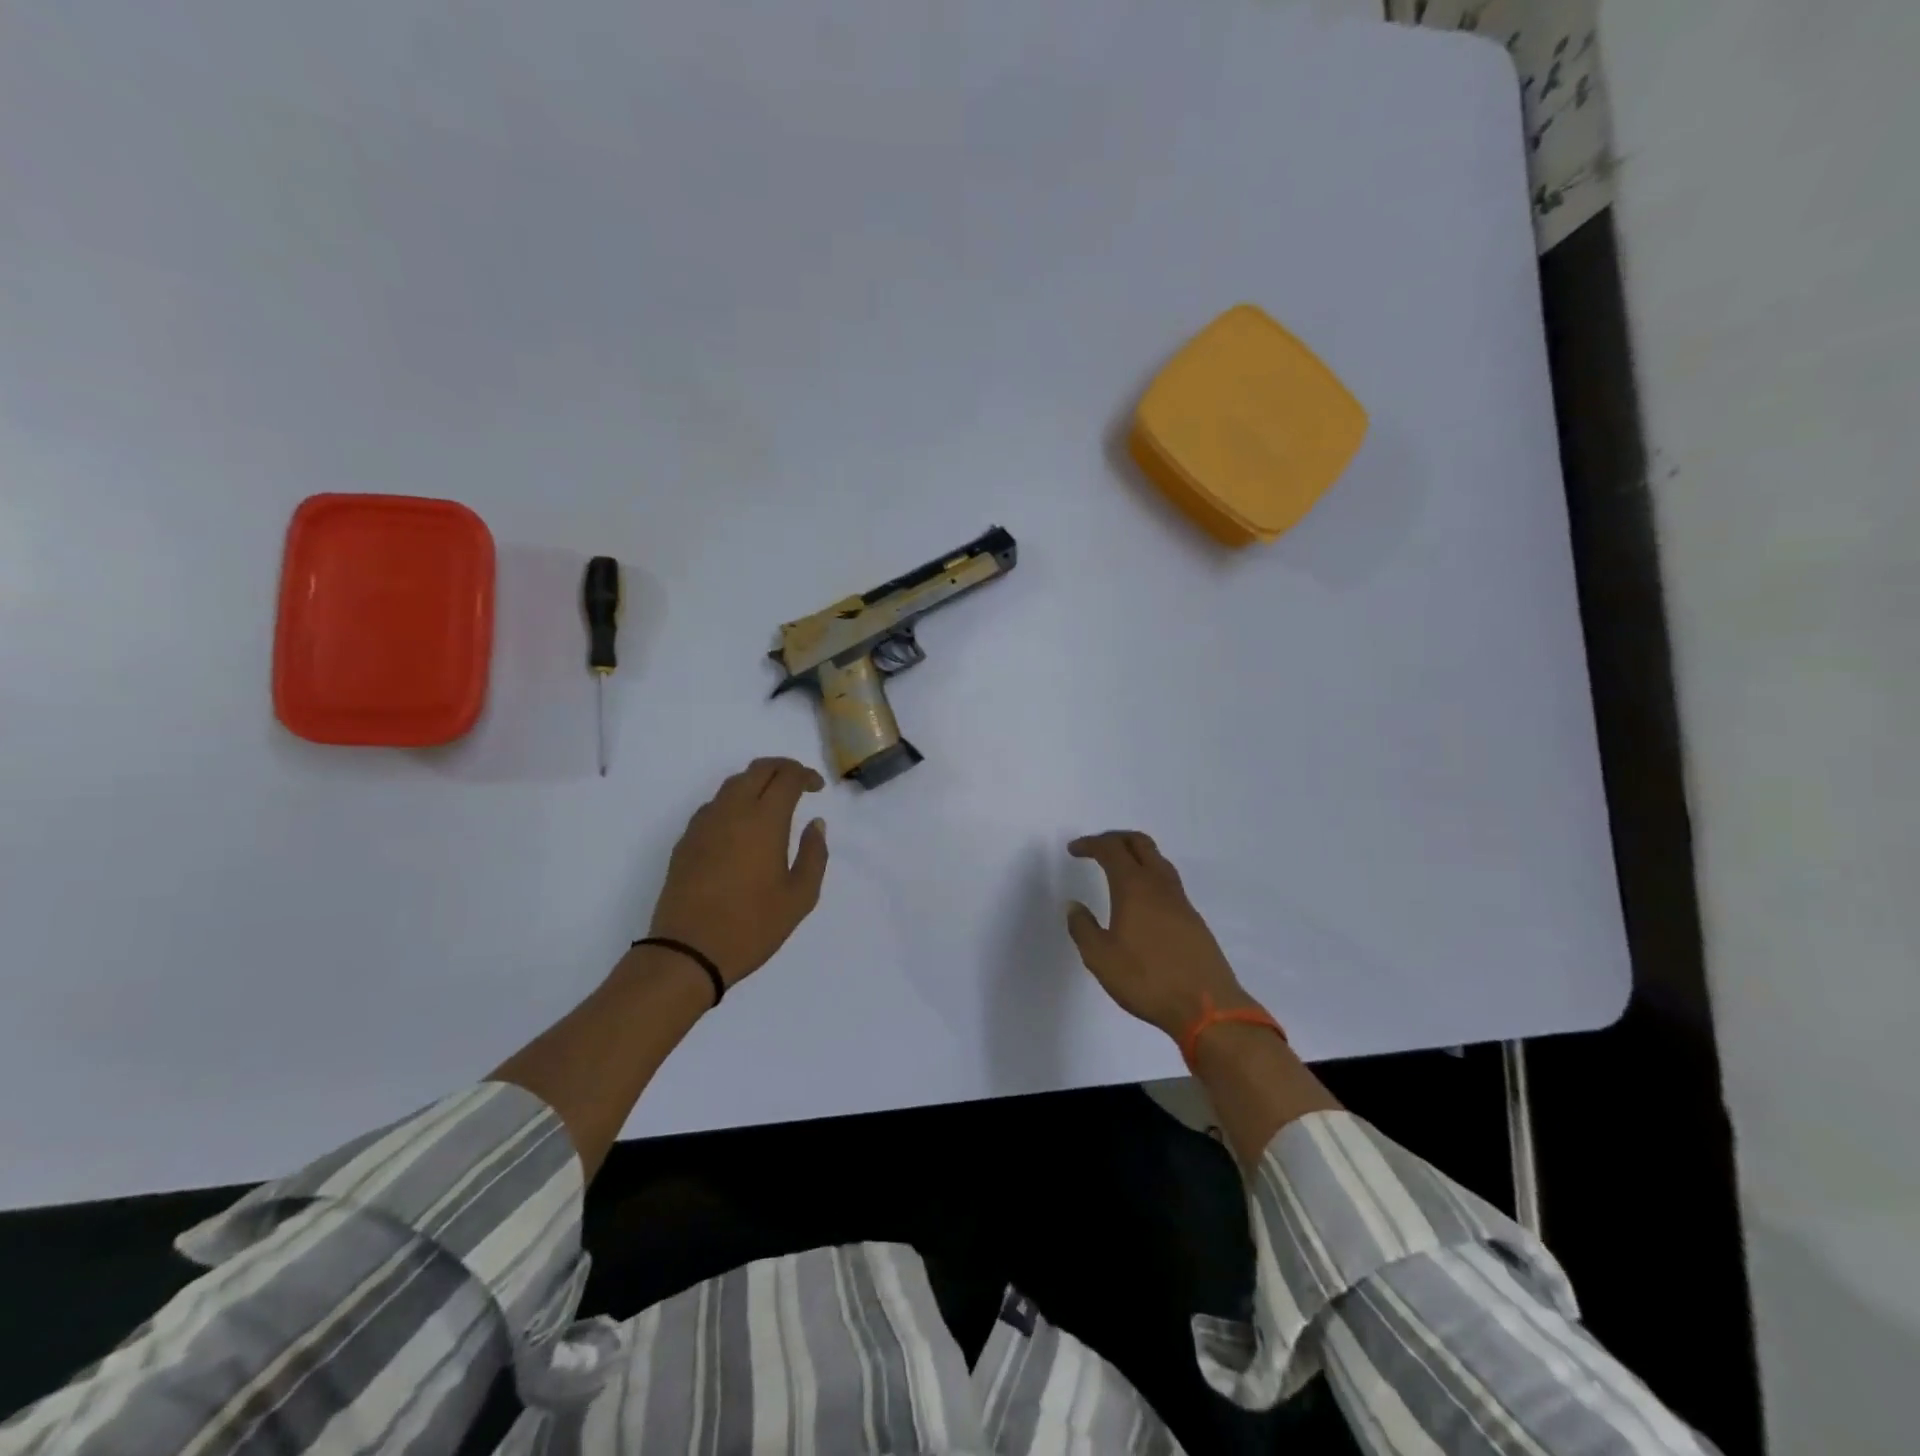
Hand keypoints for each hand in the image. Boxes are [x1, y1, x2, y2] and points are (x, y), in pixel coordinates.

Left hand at [648, 757, 829, 985]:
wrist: (688, 952)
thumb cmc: (752, 926)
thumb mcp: (800, 897)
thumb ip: (814, 855)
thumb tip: (815, 824)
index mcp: (764, 820)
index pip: (787, 777)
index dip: (806, 775)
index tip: (817, 789)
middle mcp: (732, 811)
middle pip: (758, 769)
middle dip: (782, 768)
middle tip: (798, 783)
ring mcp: (704, 824)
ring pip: (732, 784)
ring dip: (756, 782)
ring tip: (772, 802)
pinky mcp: (686, 840)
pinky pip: (714, 805)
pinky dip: (734, 802)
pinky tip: (741, 826)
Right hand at [1066, 831, 1254, 1038]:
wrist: (1206, 1007)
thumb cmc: (1147, 979)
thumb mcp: (1101, 958)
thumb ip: (1083, 928)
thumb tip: (1074, 906)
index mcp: (1134, 887)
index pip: (1111, 849)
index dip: (1090, 844)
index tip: (1073, 850)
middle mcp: (1159, 885)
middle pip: (1139, 843)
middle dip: (1115, 838)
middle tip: (1096, 848)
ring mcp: (1180, 900)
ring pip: (1158, 860)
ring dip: (1136, 854)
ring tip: (1118, 868)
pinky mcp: (1193, 918)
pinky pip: (1168, 881)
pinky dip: (1149, 875)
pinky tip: (1142, 899)